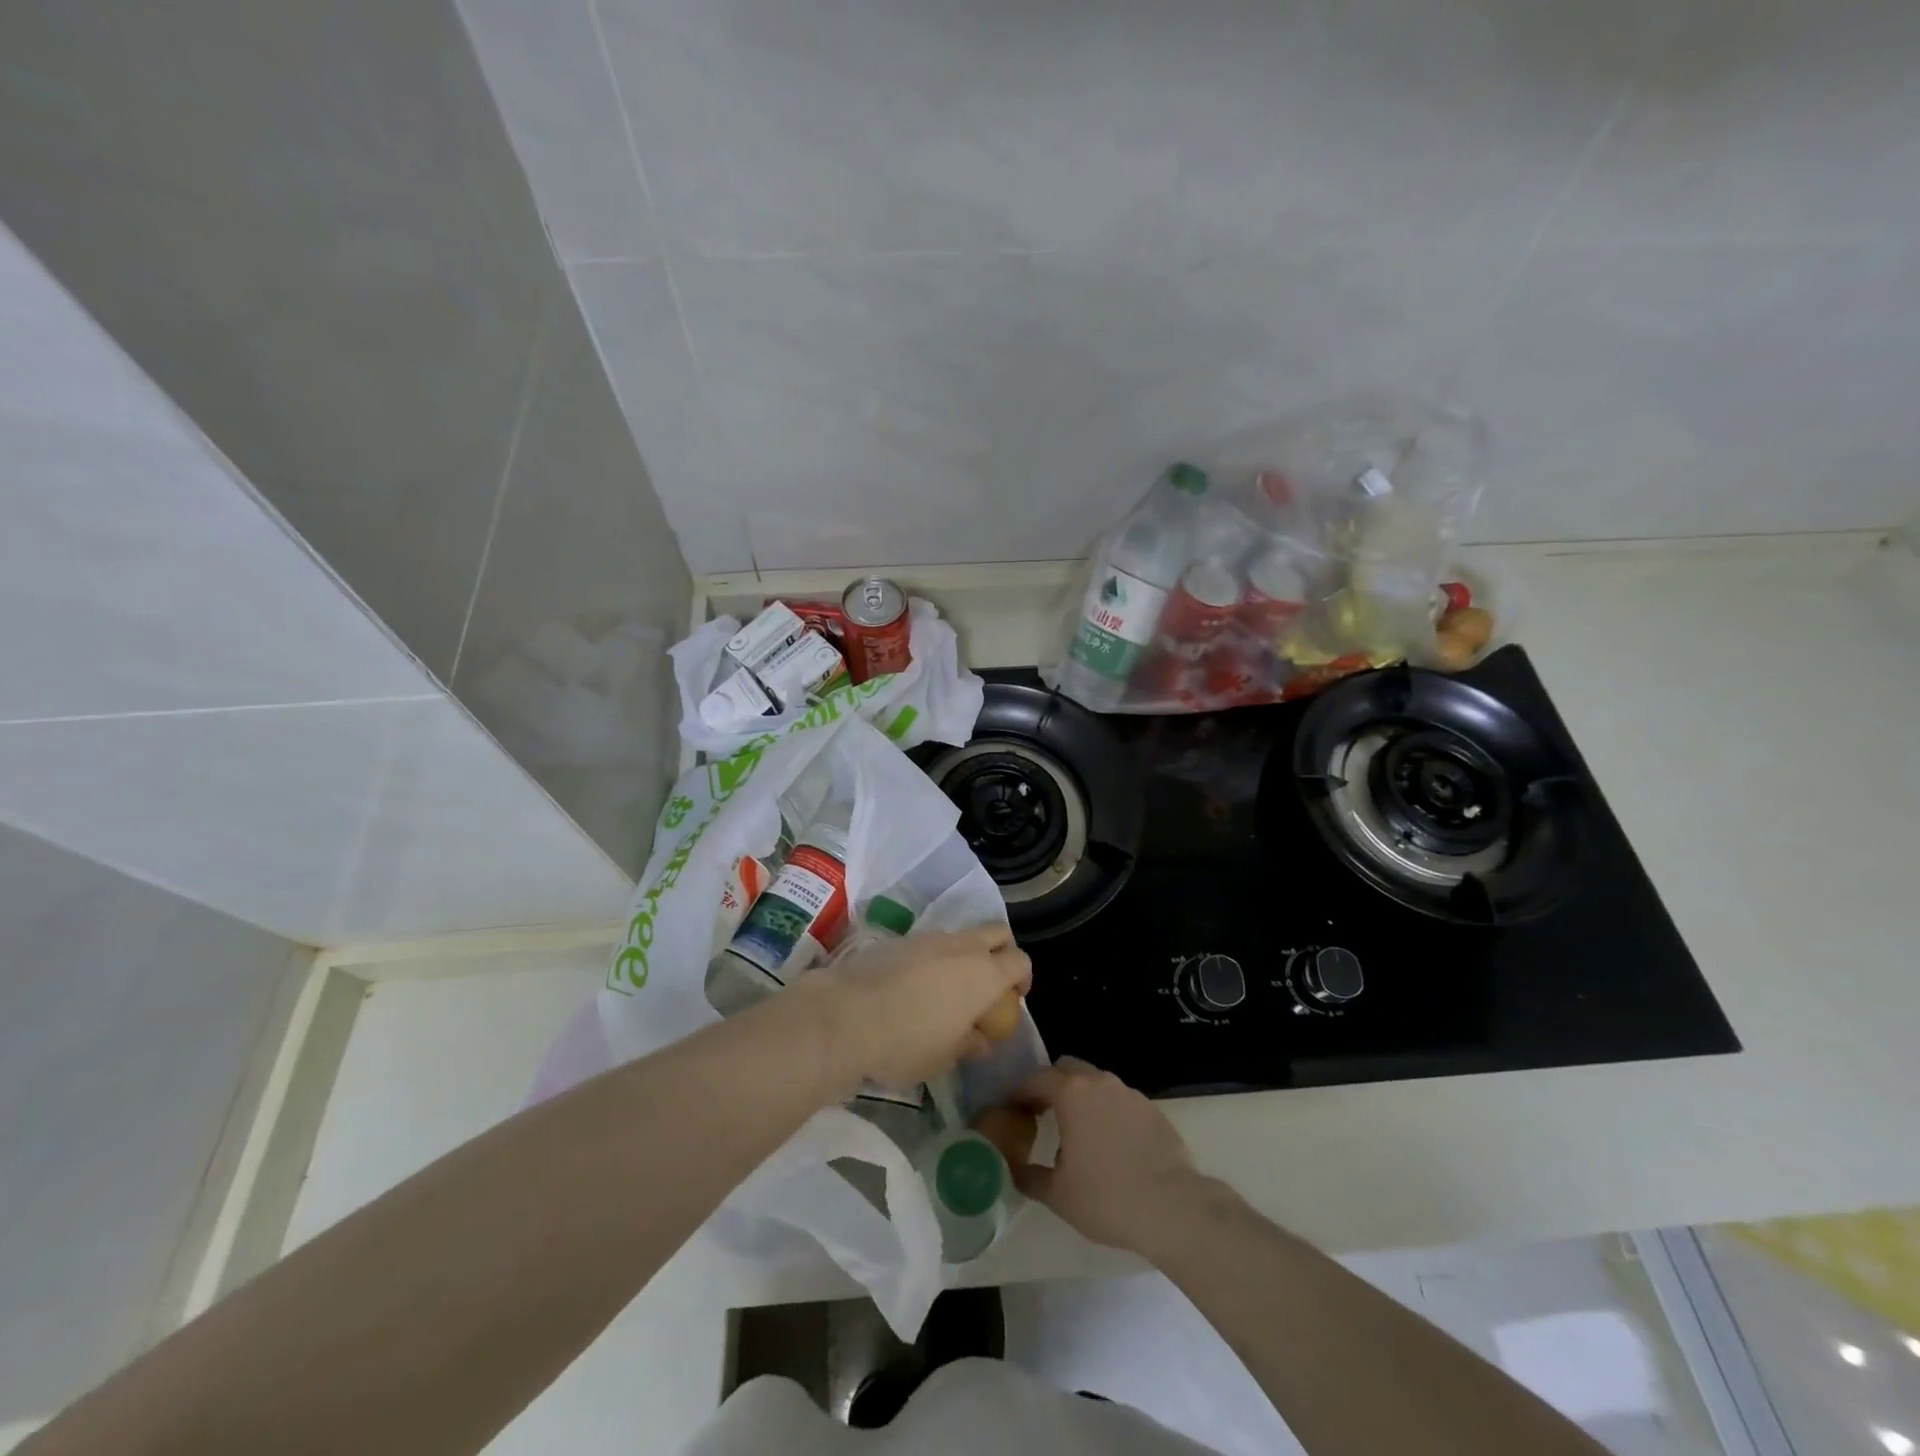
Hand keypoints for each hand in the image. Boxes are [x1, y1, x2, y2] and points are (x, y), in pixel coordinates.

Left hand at [794, 925, 1030, 1097]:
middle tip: (990, 983)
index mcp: (984, 974)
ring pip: (962, 935)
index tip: (1013, 999)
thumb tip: (980, 1037)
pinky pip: (931, 942)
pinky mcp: (900, 939)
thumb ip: (970, 1043)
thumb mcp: (945, 1057)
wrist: (845, 1016)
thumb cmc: (905, 1043)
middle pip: (997, 932)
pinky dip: (935, 957)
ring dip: (965, 954)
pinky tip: (916, 986)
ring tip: (948, 989)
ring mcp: (929, 937)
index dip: (1022, 978)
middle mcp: (962, 947)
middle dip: (1001, 951)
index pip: (1020, 961)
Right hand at [1011, 1057, 1209, 1255]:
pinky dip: (1107, 1112)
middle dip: (1051, 1085)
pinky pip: (1119, 1100)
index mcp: (1072, 1093)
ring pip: (1096, 1082)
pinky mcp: (1152, 1109)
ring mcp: (1129, 1093)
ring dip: (1081, 1097)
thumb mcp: (1057, 1194)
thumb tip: (1012, 1166)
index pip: (1036, 1079)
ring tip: (1077, 1132)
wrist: (1173, 1208)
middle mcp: (1100, 1082)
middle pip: (1067, 1069)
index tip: (1012, 1111)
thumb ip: (1028, 1176)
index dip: (1020, 1093)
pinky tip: (1110, 1144)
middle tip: (1042, 1114)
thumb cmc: (1107, 1198)